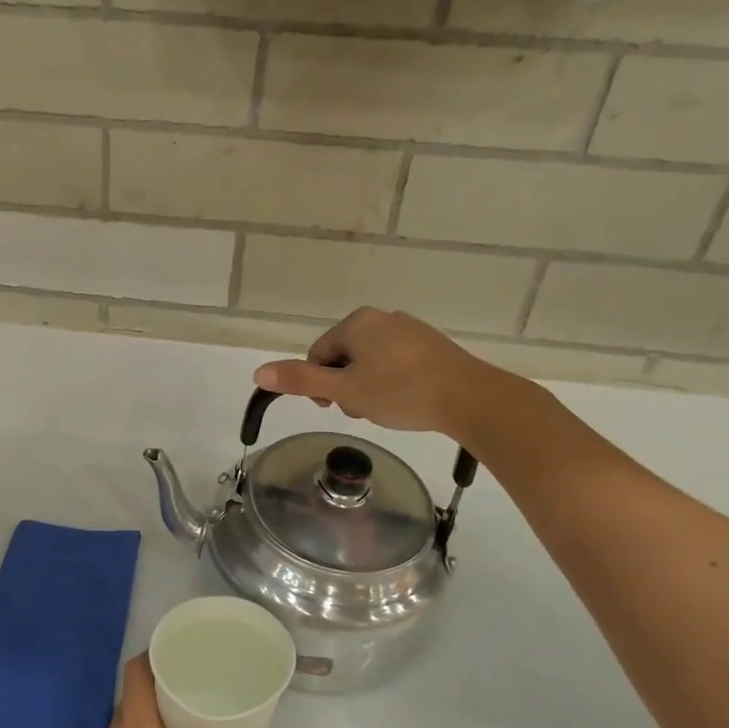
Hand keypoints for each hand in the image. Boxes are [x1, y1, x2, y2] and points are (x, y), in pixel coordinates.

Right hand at [252, 307, 503, 436]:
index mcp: (357, 322)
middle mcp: (382, 318)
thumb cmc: (400, 392)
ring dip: (367, 387)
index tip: (333, 407)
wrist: (469, 398)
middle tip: (362, 410)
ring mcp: (410, 329)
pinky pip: (396, 363)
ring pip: (370, 362)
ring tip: (386, 409)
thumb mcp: (344, 391)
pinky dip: (392, 382)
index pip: (318, 354)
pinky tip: (406, 401)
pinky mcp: (431, 345)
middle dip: (345, 386)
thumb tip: (259, 372)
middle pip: (344, 357)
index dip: (319, 385)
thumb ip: (302, 381)